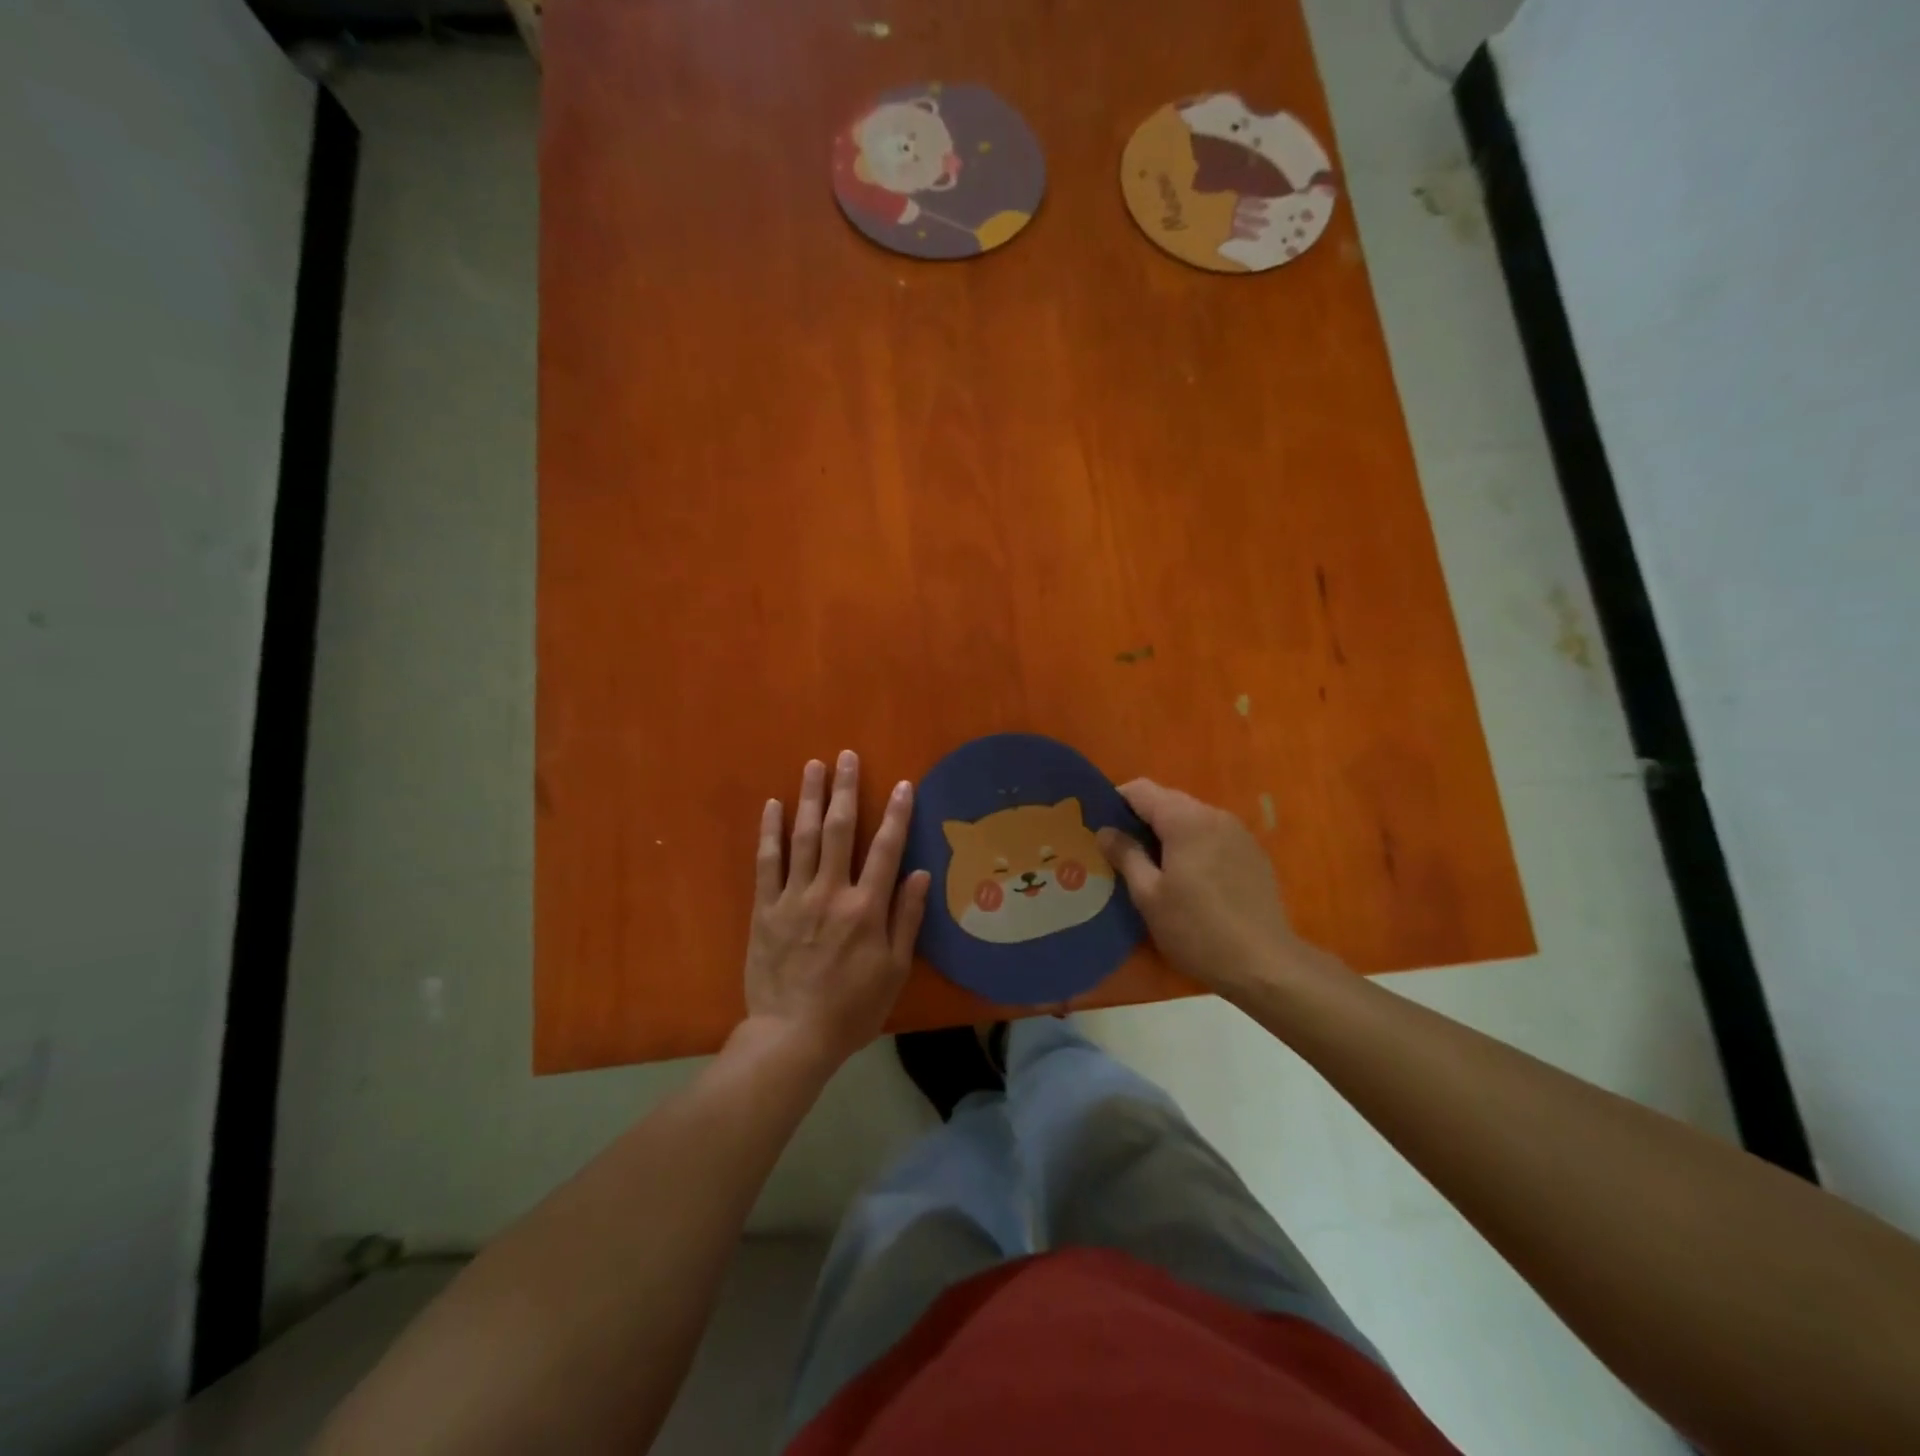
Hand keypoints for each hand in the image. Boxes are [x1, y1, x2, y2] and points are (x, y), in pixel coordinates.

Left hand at [742, 752, 931, 1067]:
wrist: (792, 1036)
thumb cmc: (852, 1007)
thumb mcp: (893, 970)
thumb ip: (906, 918)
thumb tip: (918, 872)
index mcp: (865, 908)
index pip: (886, 849)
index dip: (896, 814)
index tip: (902, 785)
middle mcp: (830, 892)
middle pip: (839, 830)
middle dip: (845, 790)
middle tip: (846, 756)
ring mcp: (793, 898)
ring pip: (802, 837)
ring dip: (809, 798)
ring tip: (814, 766)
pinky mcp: (765, 909)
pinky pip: (767, 862)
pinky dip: (770, 832)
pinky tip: (773, 805)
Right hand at [1097, 779, 1326, 998]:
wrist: (1266, 964)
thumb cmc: (1197, 930)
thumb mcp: (1149, 896)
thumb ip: (1125, 855)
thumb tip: (1105, 831)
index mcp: (1186, 820)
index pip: (1141, 789)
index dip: (1115, 802)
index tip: (1101, 828)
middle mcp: (1214, 815)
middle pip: (1167, 801)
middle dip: (1141, 819)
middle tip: (1121, 851)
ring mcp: (1238, 832)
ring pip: (1191, 818)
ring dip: (1168, 833)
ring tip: (1152, 867)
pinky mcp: (1253, 853)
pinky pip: (1212, 835)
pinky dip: (1192, 845)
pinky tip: (1188, 879)